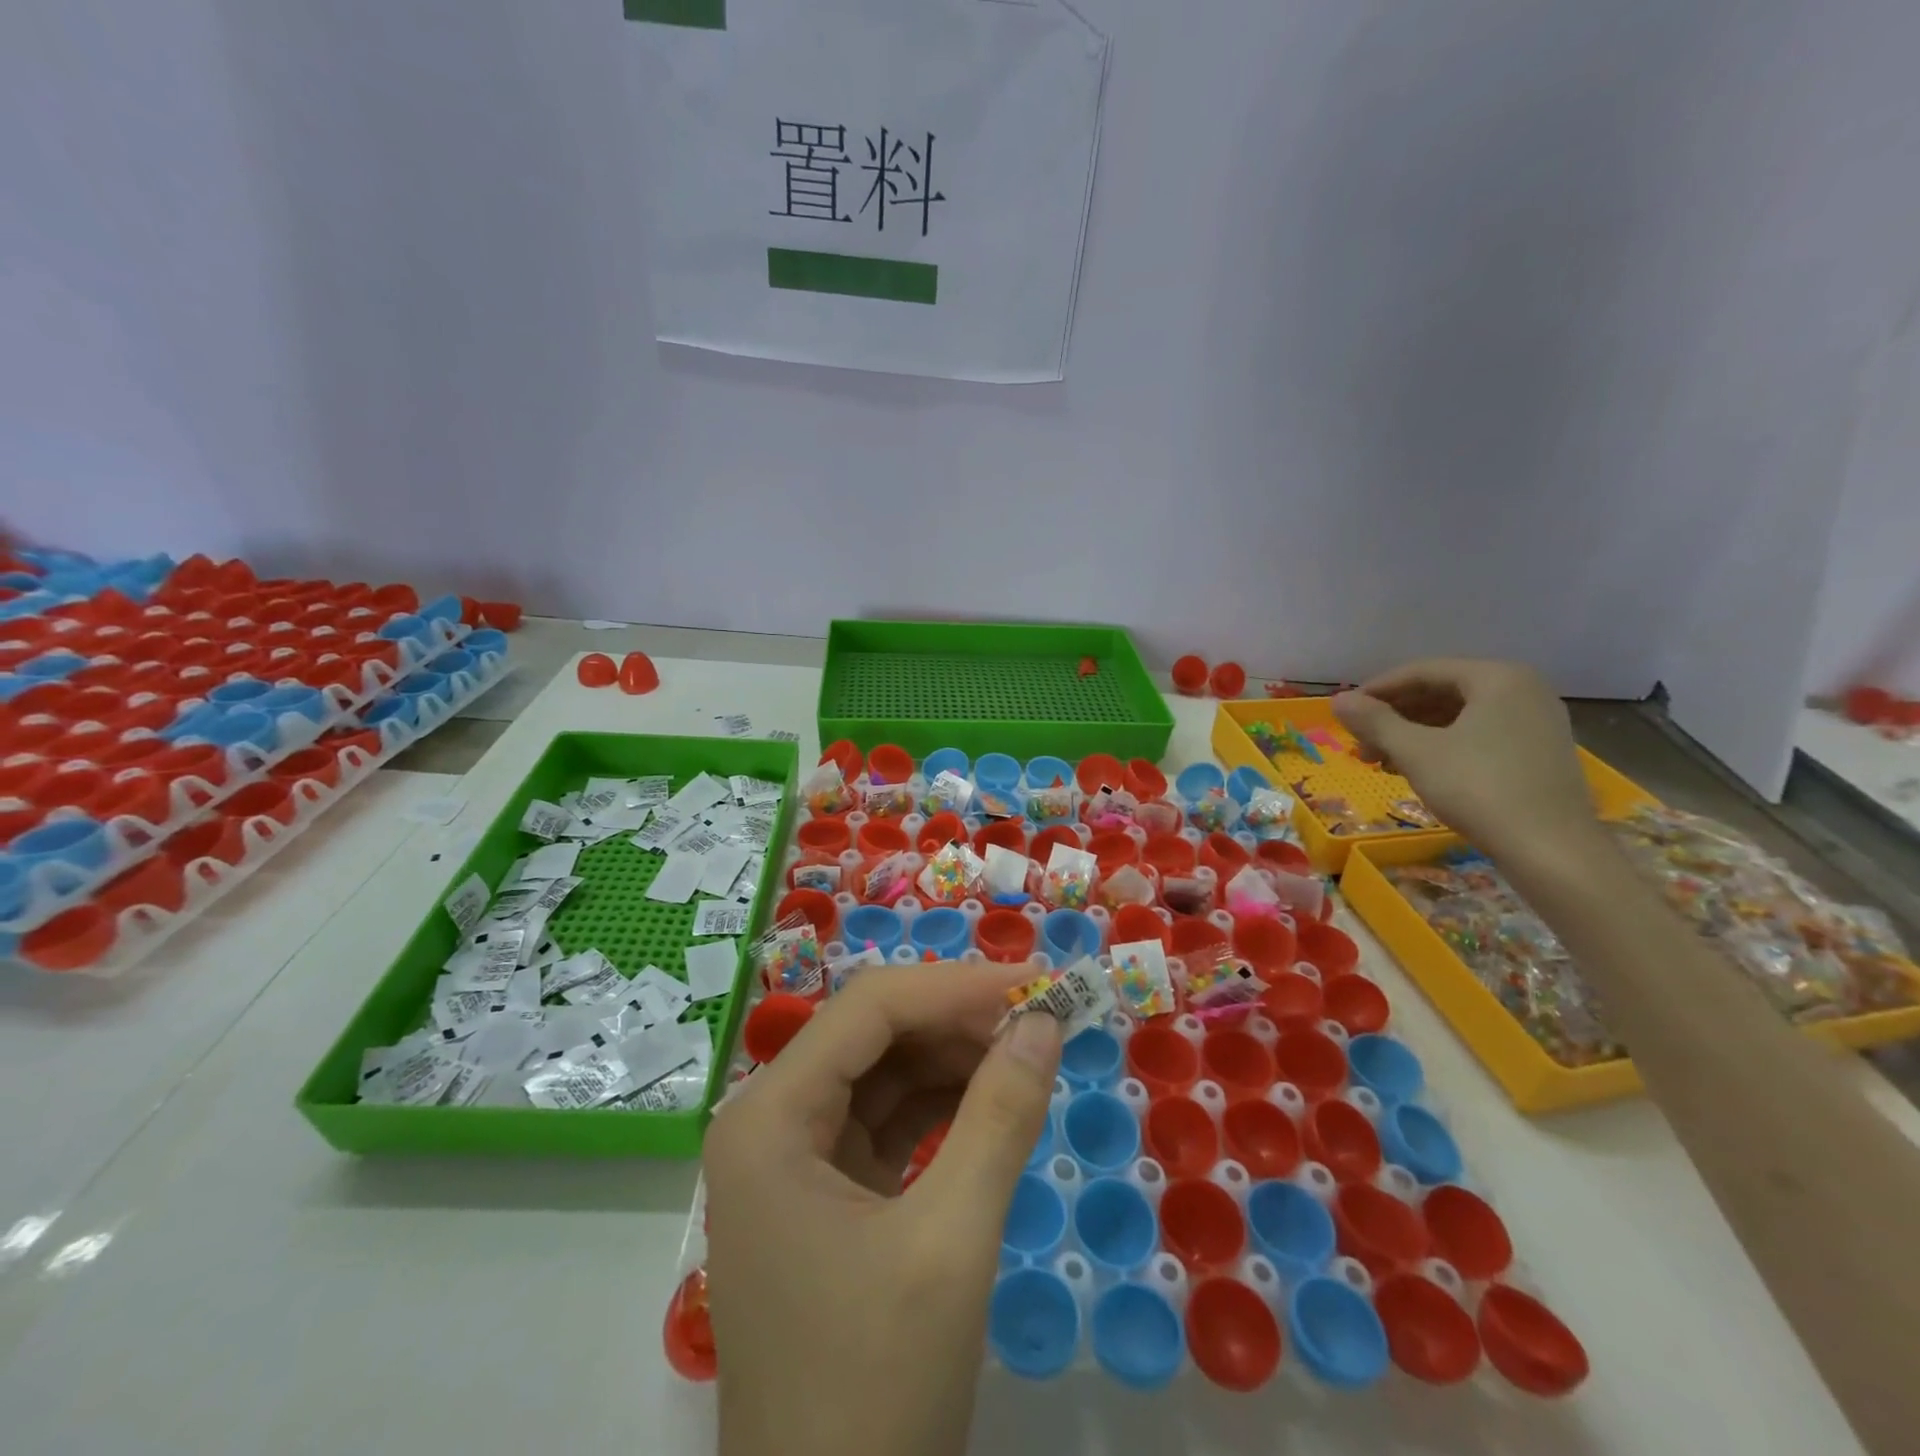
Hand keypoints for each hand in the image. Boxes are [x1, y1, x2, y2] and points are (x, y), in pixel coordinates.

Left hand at [703, 965, 1063, 1455]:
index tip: (1035, 983)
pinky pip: (887, 1122)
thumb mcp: (950, 1244)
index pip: (870, 1008)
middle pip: (873, 1034)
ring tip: (1028, 1053)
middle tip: (1041, 1018)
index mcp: (770, 1117)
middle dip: (958, 1020)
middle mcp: (770, 1122)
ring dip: (955, 1058)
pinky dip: (943, 1105)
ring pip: (883, 1073)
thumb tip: (1044, 1020)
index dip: (955, 985)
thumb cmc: (874, 1391)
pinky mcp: (825, 1195)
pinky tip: (994, 1099)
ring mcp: (793, 1160)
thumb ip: (1000, 1118)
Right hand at [1333, 659, 1602, 864]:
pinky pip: (1480, 735)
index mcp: (1497, 677)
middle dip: (1395, 715)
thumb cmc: (1478, 787)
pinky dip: (1443, 746)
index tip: (1346, 713)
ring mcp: (1536, 722)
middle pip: (1442, 691)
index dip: (1377, 690)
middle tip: (1361, 741)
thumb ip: (1374, 721)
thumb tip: (1338, 700)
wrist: (1551, 849)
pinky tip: (1417, 769)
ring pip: (1460, 716)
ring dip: (1414, 733)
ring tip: (1381, 760)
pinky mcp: (1539, 753)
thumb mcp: (1415, 752)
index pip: (1423, 671)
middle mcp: (1523, 690)